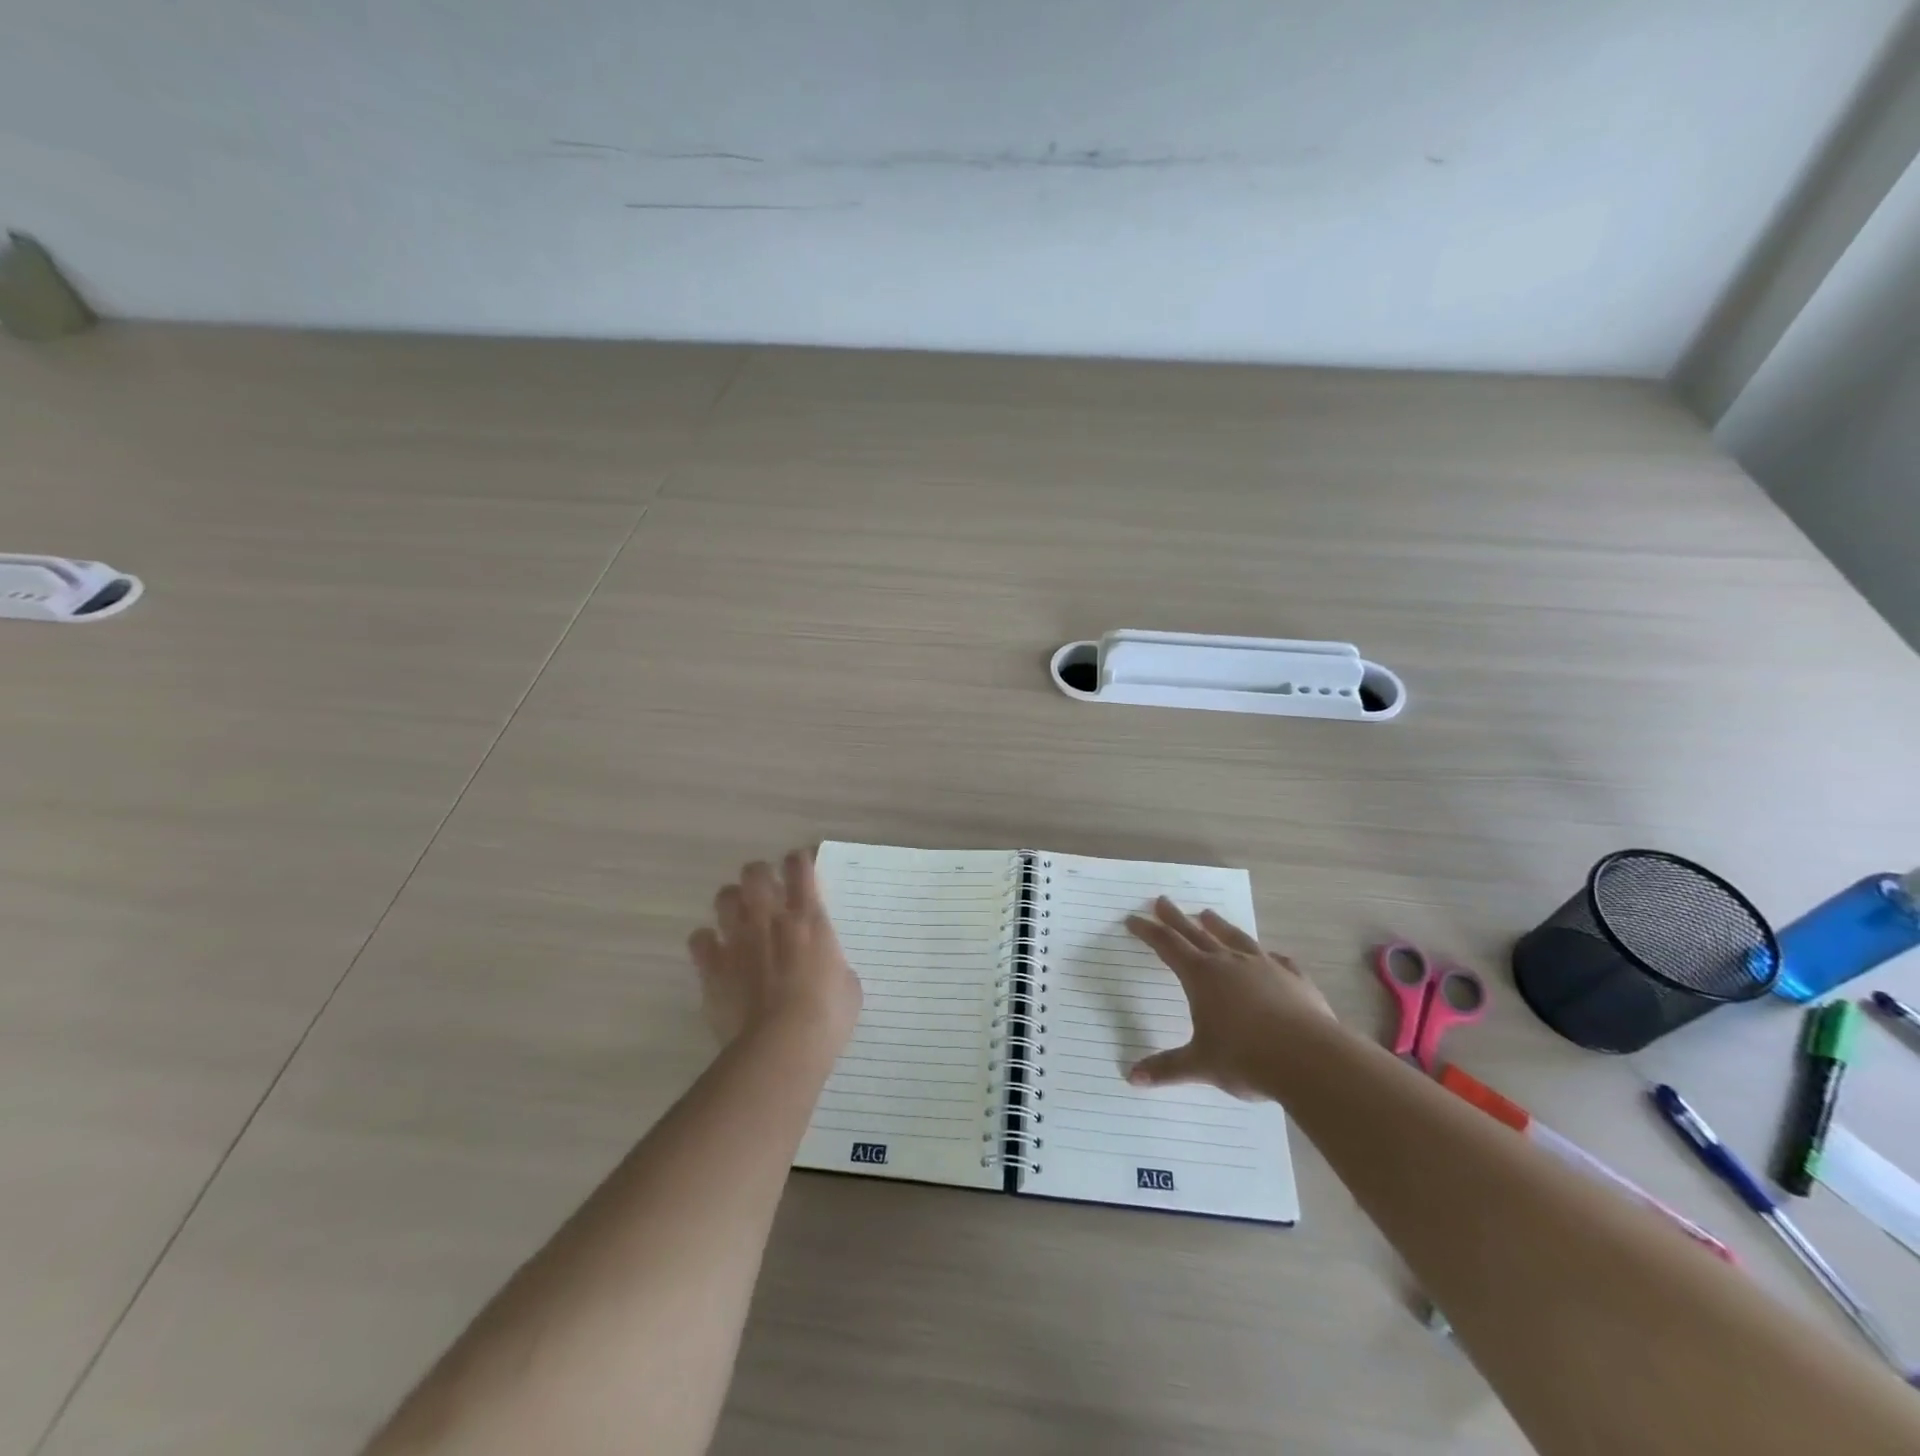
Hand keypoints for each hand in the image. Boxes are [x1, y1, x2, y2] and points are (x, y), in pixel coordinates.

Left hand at [689, 850, 861, 1048]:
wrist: (781, 1047)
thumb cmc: (826, 1017)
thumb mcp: (848, 986)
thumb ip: (834, 965)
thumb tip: (826, 968)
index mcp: (808, 918)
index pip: (799, 866)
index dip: (799, 861)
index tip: (802, 869)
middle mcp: (769, 918)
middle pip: (755, 872)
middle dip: (761, 876)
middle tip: (769, 894)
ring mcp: (737, 939)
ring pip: (725, 896)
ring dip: (734, 903)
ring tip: (741, 919)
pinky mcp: (711, 966)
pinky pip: (699, 938)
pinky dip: (707, 942)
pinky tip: (717, 954)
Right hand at [1124, 897, 1333, 1098]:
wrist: (1311, 1059)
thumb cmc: (1246, 1059)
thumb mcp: (1201, 1065)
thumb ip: (1167, 1068)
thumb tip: (1131, 1077)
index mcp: (1202, 976)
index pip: (1167, 946)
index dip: (1148, 931)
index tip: (1133, 918)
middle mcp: (1230, 963)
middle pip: (1197, 933)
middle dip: (1176, 918)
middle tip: (1162, 900)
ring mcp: (1264, 967)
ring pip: (1236, 938)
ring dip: (1219, 925)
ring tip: (1208, 913)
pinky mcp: (1294, 979)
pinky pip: (1278, 960)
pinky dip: (1269, 956)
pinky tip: (1271, 955)